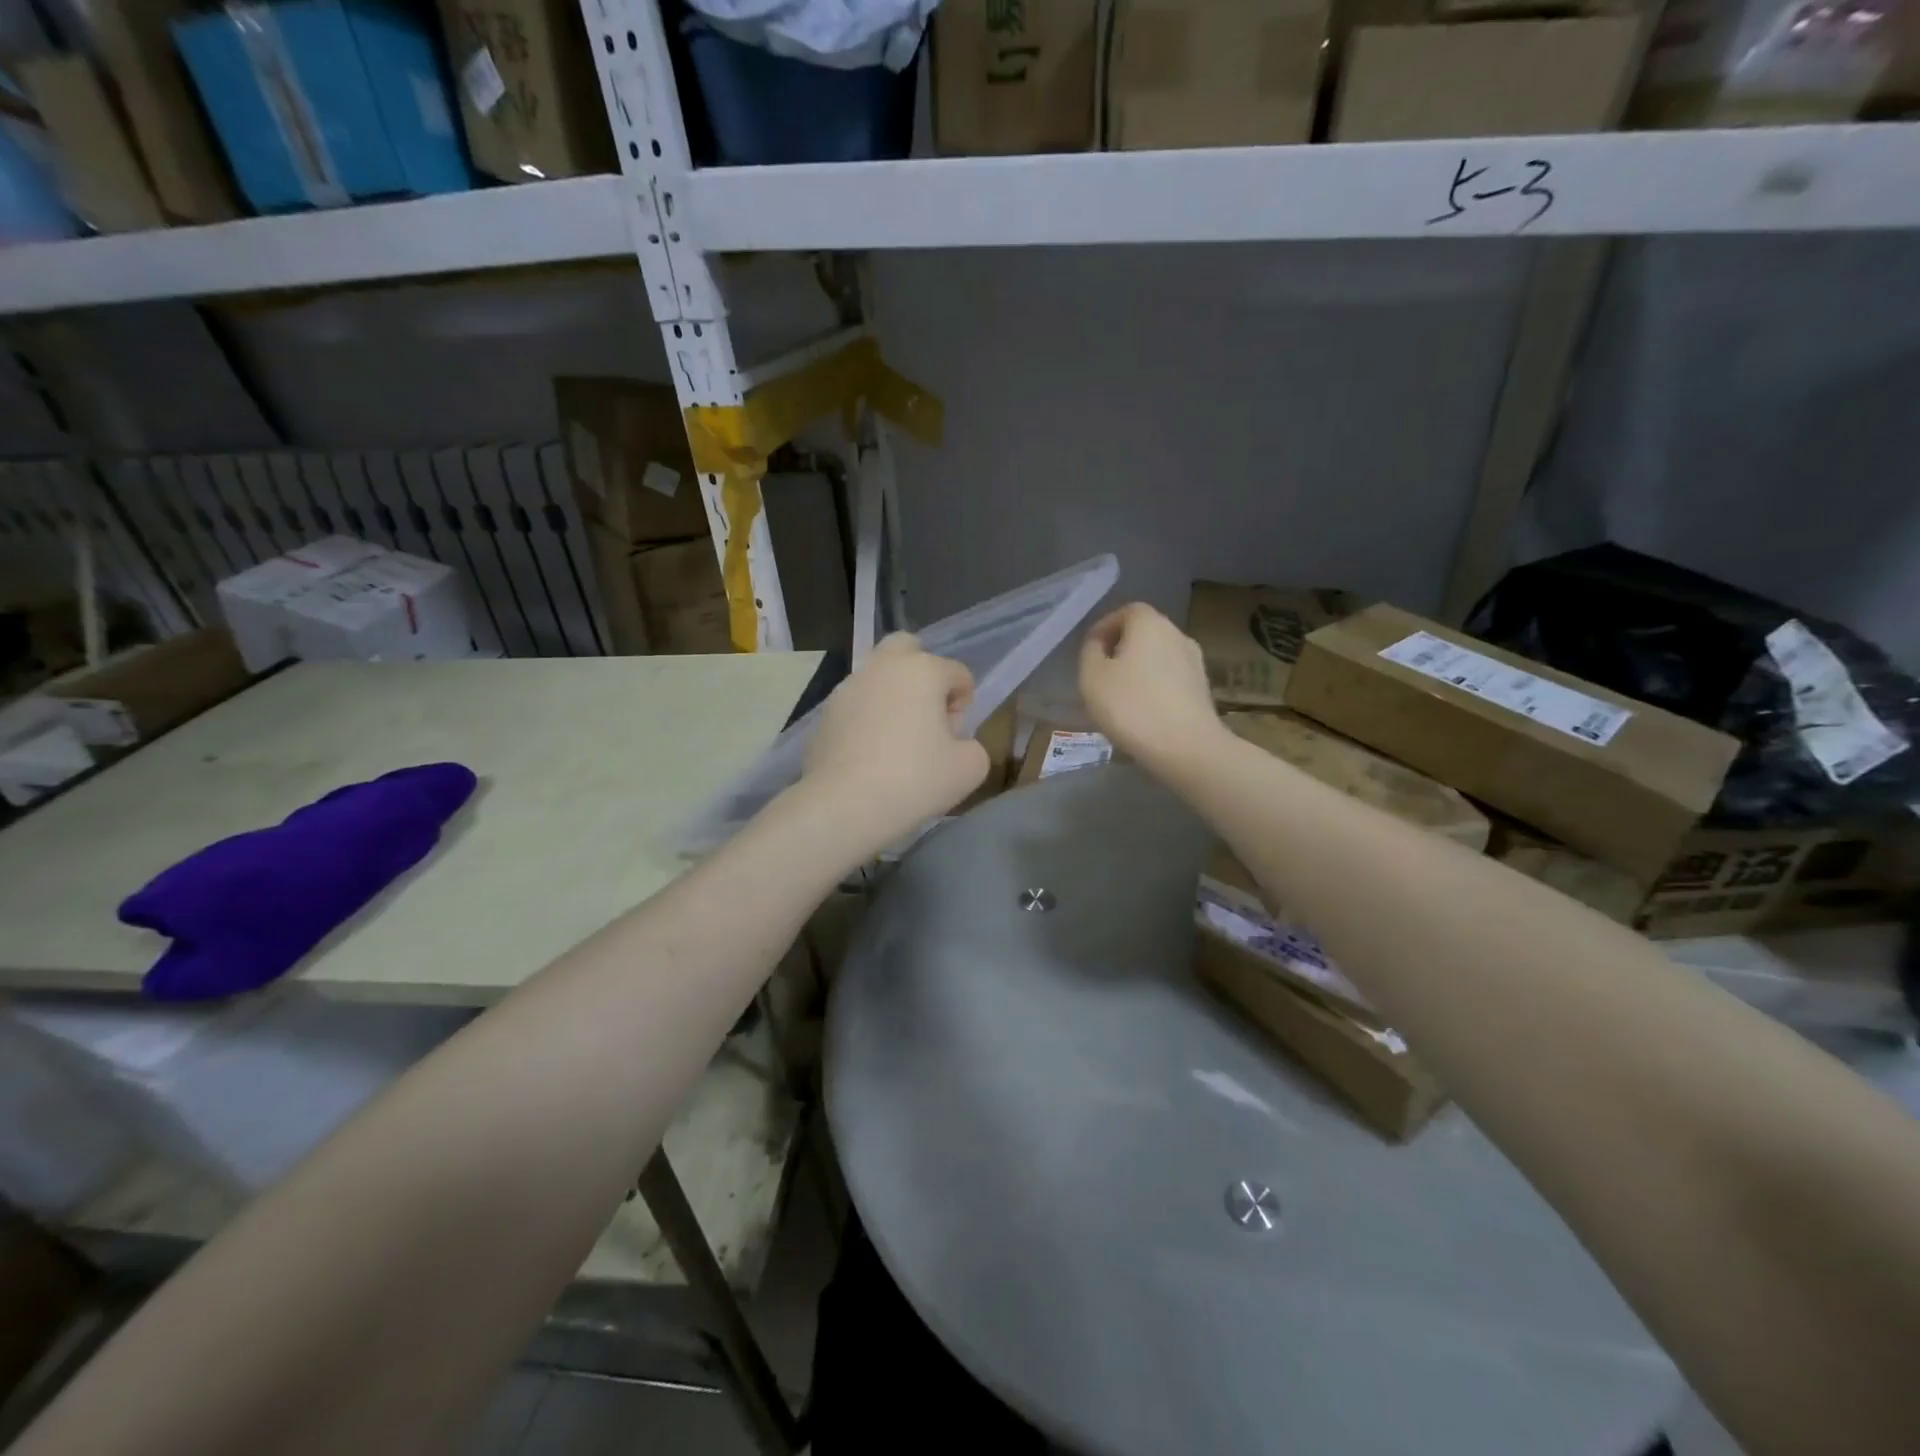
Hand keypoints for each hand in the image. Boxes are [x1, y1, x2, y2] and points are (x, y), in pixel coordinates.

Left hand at [799, 633, 990, 850]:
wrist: (844, 806)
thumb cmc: (915, 780)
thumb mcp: (970, 768)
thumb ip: (973, 746)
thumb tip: (955, 744)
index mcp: (923, 670)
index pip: (958, 673)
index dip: (964, 704)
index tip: (955, 737)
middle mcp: (882, 667)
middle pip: (907, 648)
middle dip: (922, 673)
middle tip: (927, 714)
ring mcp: (847, 688)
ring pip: (877, 677)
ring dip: (892, 696)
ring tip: (897, 740)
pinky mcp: (824, 714)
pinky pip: (855, 706)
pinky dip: (867, 719)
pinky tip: (870, 755)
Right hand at [1079, 603, 1224, 771]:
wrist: (1186, 747)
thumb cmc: (1131, 707)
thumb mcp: (1092, 677)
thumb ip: (1090, 652)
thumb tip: (1099, 643)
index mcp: (1149, 623)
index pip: (1125, 611)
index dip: (1105, 627)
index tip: (1090, 651)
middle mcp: (1177, 634)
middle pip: (1144, 633)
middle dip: (1122, 648)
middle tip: (1102, 674)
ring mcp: (1195, 662)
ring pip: (1159, 656)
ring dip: (1139, 669)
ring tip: (1120, 696)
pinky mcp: (1203, 689)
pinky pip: (1171, 679)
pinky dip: (1155, 687)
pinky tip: (1143, 711)